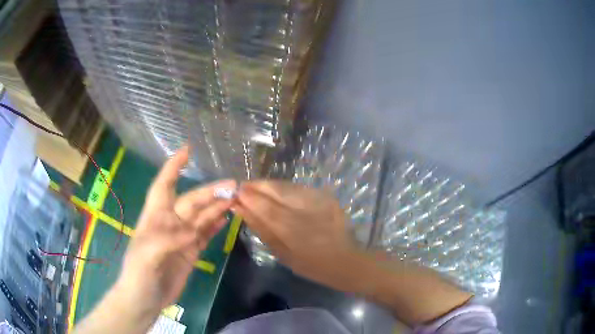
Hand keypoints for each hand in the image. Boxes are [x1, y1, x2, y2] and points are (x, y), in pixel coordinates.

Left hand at [117, 147, 235, 313]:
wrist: (145, 299)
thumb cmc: (138, 274)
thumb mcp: (146, 256)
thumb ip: (166, 241)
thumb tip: (191, 232)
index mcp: (155, 217)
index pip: (164, 186)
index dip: (173, 167)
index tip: (187, 151)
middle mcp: (170, 223)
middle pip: (191, 202)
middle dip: (209, 191)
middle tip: (232, 185)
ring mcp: (182, 238)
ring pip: (202, 217)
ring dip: (217, 207)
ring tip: (235, 198)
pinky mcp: (191, 252)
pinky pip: (205, 234)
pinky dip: (215, 225)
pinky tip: (227, 218)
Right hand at [232, 181, 364, 290]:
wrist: (345, 260)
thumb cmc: (311, 264)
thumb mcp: (282, 253)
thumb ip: (261, 229)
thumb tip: (241, 209)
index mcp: (293, 229)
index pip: (264, 205)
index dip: (248, 196)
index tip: (234, 193)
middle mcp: (305, 210)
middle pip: (275, 189)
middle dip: (256, 186)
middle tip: (243, 188)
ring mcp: (318, 200)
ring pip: (286, 185)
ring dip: (268, 185)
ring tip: (257, 189)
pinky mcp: (326, 196)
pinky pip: (298, 187)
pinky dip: (284, 188)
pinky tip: (277, 193)